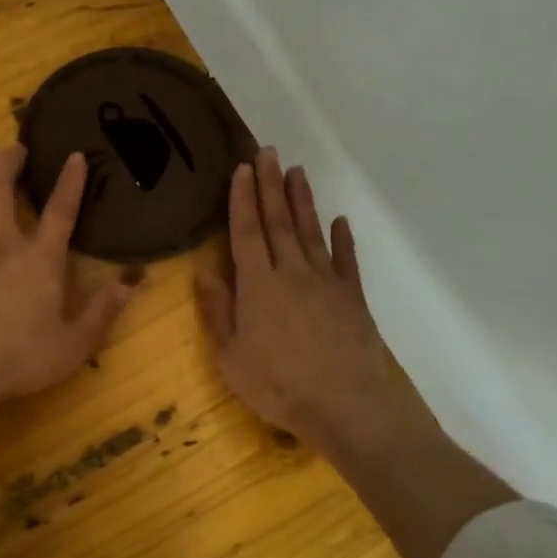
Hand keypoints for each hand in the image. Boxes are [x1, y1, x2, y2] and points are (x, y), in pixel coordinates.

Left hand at [0, 144, 132, 431]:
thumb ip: (102, 313)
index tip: (75, 155)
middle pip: (2, 192)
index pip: (60, 214)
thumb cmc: (21, 358)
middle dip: (10, 163)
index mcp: (40, 263)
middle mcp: (1, 247)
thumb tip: (131, 285)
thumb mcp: (75, 345)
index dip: (70, 183)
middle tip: (15, 146)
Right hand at [197, 148, 421, 454]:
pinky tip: (341, 223)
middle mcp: (292, 272)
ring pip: (311, 232)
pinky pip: (346, 260)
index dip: (242, 199)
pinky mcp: (353, 298)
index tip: (242, 168)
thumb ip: (219, 313)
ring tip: (297, 173)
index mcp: (258, 285)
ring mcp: (326, 282)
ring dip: (302, 202)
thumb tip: (203, 273)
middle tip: (269, 152)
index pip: (246, 232)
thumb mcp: (232, 357)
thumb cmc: (279, 386)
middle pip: (279, 222)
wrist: (347, 405)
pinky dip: (343, 240)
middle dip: (271, 186)